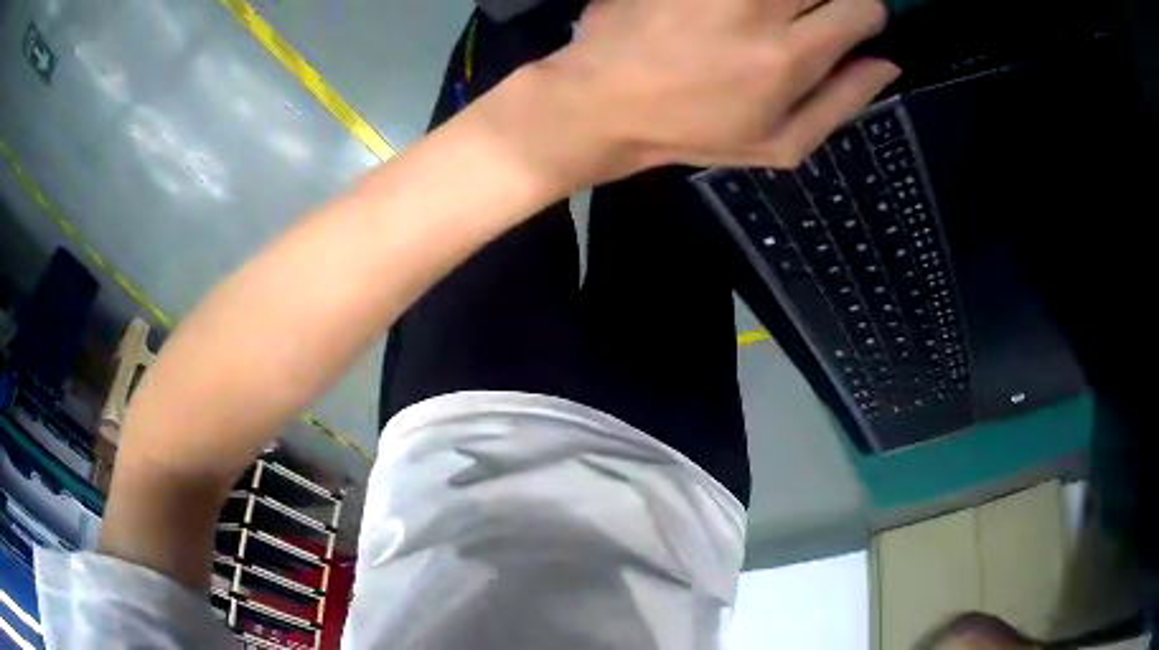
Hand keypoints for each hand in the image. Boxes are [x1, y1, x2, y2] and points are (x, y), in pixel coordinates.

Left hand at [534, 0, 896, 179]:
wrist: (602, 100)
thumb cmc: (695, 129)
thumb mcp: (780, 144)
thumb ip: (844, 102)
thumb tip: (888, 64)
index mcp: (789, 56)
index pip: (863, 8)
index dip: (867, 15)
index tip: (851, 25)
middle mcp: (758, 6)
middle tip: (810, 16)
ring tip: (776, 16)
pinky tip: (733, 15)